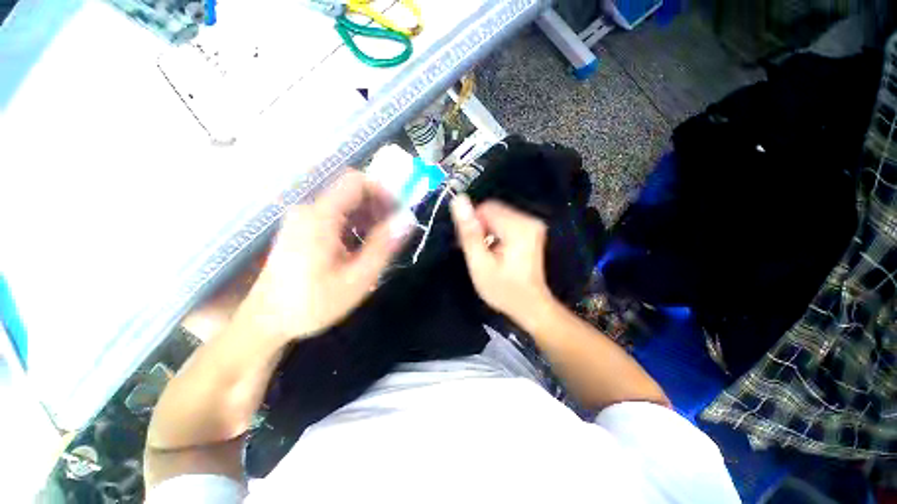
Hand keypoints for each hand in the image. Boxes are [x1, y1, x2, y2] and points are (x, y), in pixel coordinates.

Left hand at [238, 171, 411, 340]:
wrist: (266, 322)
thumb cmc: (313, 304)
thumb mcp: (357, 278)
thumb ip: (383, 246)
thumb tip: (406, 220)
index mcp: (320, 217)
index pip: (356, 181)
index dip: (382, 191)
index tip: (398, 213)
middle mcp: (309, 210)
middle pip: (352, 192)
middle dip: (378, 208)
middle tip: (392, 234)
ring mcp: (303, 219)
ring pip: (345, 205)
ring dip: (368, 219)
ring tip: (378, 245)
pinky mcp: (302, 229)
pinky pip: (335, 217)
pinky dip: (354, 226)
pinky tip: (359, 249)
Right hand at [449, 194, 554, 322]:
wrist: (530, 306)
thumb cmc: (503, 289)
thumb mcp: (480, 264)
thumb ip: (469, 233)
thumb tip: (459, 200)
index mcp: (518, 227)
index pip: (485, 208)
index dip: (472, 224)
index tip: (470, 245)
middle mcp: (529, 220)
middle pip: (492, 211)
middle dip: (480, 228)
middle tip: (478, 252)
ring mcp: (532, 224)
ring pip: (497, 216)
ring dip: (486, 231)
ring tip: (485, 254)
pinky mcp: (531, 230)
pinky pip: (505, 222)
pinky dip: (495, 233)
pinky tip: (494, 251)